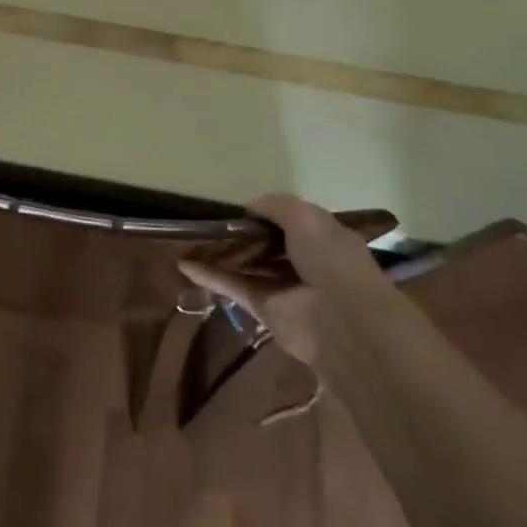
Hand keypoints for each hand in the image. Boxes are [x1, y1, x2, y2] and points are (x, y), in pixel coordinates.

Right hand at [178, 195, 395, 367]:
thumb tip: (249, 206)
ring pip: (247, 266)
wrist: (342, 320)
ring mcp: (282, 286)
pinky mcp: (263, 309)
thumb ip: (275, 205)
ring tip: (191, 239)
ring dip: (222, 254)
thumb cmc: (329, 259)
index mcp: (320, 237)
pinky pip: (233, 287)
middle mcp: (302, 261)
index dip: (266, 214)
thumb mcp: (305, 216)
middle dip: (242, 235)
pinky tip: (184, 264)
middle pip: (266, 245)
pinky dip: (210, 276)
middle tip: (209, 222)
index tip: (239, 208)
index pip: (290, 222)